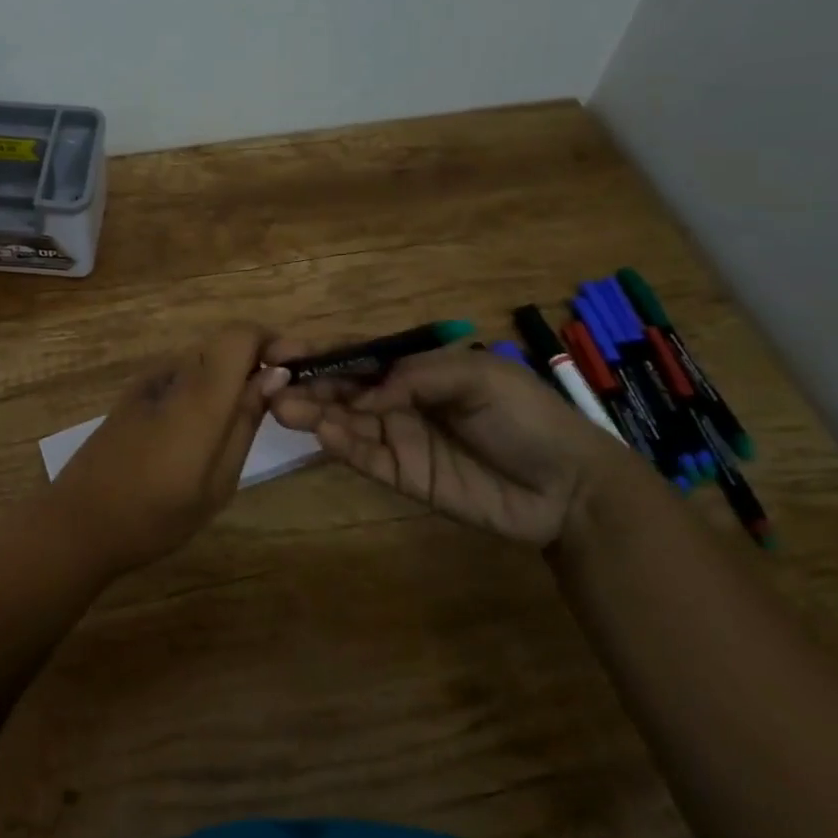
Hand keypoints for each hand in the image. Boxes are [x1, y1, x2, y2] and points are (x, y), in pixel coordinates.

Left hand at [49, 324, 278, 575]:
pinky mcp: (135, 393)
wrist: (78, 522)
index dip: (272, 343)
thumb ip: (245, 421)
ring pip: (204, 358)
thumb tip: (275, 375)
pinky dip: (205, 386)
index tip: (293, 373)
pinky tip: (203, 428)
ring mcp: (149, 380)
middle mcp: (174, 372)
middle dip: (256, 361)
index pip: (242, 334)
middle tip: (275, 404)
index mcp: (199, 394)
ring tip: (242, 421)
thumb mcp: (217, 481)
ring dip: (230, 375)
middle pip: (224, 343)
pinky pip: (183, 374)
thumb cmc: (154, 514)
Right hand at [265, 339, 635, 546]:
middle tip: (269, 382)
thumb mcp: (478, 376)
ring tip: (281, 406)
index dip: (321, 350)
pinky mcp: (401, 475)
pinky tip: (318, 432)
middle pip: (342, 386)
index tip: (282, 349)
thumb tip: (365, 390)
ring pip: (344, 420)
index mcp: (416, 367)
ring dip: (312, 411)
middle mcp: (398, 399)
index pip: (359, 354)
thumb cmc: (526, 417)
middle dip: (306, 382)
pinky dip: (338, 443)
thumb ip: (417, 375)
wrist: (568, 488)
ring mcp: (398, 437)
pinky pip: (362, 455)